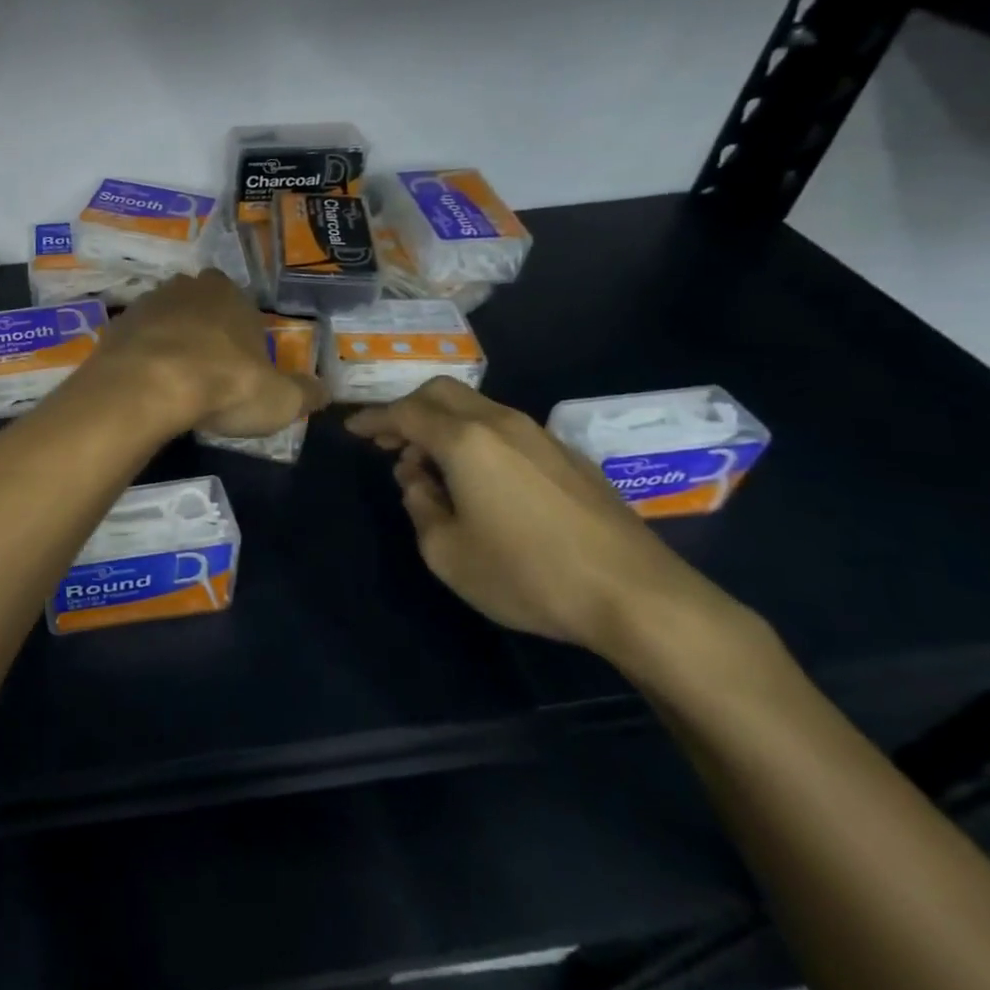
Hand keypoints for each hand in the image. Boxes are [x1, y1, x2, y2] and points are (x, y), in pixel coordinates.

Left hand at [81, 271, 328, 438]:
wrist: (147, 386)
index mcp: (229, 294)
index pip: (239, 301)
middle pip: (198, 304)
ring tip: (175, 381)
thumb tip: (326, 392)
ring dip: (169, 341)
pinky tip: (146, 385)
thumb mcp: (279, 398)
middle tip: (208, 368)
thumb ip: (305, 393)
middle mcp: (186, 288)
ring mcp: (145, 304)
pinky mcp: (114, 327)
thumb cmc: (223, 383)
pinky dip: (141, 358)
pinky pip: (134, 341)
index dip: (240, 329)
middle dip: (203, 329)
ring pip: (163, 319)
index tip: (241, 360)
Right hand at [345, 378, 724, 654]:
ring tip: (432, 466)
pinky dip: (476, 439)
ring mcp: (540, 436)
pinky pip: (505, 430)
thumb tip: (419, 482)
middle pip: (441, 393)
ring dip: (443, 425)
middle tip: (388, 440)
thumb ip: (420, 507)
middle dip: (407, 409)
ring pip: (476, 408)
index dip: (373, 418)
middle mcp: (500, 424)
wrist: (638, 596)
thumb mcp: (447, 553)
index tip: (351, 429)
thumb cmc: (529, 574)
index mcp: (465, 440)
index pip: (404, 412)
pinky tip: (481, 480)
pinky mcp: (569, 457)